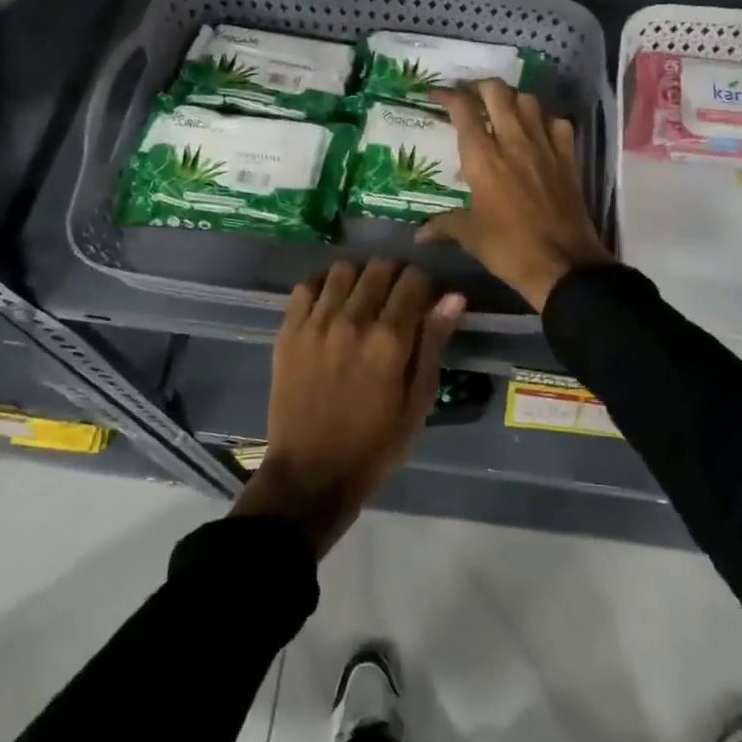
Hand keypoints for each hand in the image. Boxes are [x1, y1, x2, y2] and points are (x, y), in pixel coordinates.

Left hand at [233, 259, 462, 554]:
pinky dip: (323, 284)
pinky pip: (306, 286)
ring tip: (363, 297)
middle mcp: (353, 321)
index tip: (424, 299)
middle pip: (379, 267)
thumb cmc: (375, 445)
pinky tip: (331, 302)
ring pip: (343, 269)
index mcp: (389, 341)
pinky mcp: (288, 332)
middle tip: (397, 296)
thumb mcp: (418, 402)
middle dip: (395, 274)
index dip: (425, 284)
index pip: (413, 280)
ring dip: (360, 276)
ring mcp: (316, 324)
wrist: (311, 474)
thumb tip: (453, 297)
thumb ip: (433, 344)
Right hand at [420, 81, 613, 312]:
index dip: (447, 95)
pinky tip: (537, 131)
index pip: (463, 110)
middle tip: (469, 96)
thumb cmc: (508, 249)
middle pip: (497, 92)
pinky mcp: (568, 158)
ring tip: (501, 110)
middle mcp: (513, 142)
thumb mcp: (470, 236)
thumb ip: (444, 225)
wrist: (562, 264)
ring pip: (529, 101)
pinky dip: (545, 120)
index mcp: (484, 158)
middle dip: (479, 86)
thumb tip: (419, 233)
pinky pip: (558, 123)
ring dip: (512, 99)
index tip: (435, 95)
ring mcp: (545, 147)